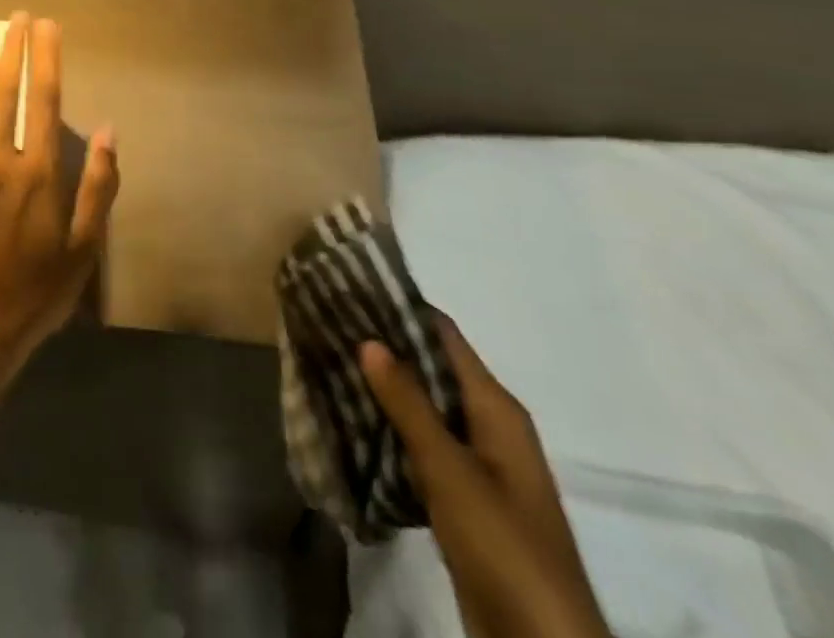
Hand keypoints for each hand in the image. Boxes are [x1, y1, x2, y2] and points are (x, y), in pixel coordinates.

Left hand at [0, 12, 118, 401]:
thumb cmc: (40, 289)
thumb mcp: (86, 248)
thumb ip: (98, 187)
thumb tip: (107, 130)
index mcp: (41, 174)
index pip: (44, 101)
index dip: (47, 59)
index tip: (48, 26)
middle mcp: (3, 162)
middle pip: (7, 92)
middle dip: (14, 50)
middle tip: (17, 15)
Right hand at [359, 319, 611, 637]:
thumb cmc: (504, 545)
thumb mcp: (451, 471)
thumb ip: (409, 405)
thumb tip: (370, 338)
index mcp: (496, 408)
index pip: (443, 336)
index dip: (401, 309)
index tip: (352, 288)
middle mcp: (489, 426)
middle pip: (432, 369)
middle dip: (385, 348)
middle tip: (329, 323)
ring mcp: (479, 464)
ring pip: (424, 408)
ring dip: (384, 389)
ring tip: (331, 362)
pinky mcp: (465, 498)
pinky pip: (423, 446)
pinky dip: (392, 429)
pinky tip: (353, 420)